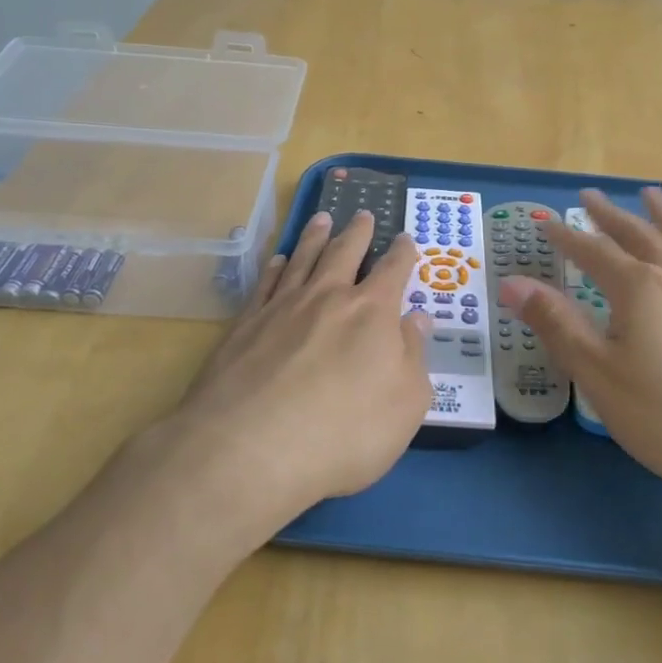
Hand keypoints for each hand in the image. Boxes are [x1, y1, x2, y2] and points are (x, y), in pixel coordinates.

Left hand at [165, 209, 431, 537]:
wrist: (250, 448)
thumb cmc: (344, 433)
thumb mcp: (405, 404)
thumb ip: (413, 356)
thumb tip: (417, 318)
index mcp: (372, 313)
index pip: (393, 271)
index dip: (402, 252)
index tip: (405, 237)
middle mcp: (327, 297)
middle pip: (345, 252)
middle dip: (358, 232)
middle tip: (363, 214)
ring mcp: (281, 307)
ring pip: (303, 258)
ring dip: (315, 237)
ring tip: (322, 219)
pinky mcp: (244, 325)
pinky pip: (265, 283)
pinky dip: (274, 266)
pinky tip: (276, 259)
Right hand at [499, 187, 661, 502]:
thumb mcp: (601, 377)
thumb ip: (558, 326)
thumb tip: (513, 283)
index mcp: (638, 290)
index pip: (592, 253)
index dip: (566, 237)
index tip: (545, 223)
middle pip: (638, 236)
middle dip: (610, 216)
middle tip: (590, 196)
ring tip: (651, 193)